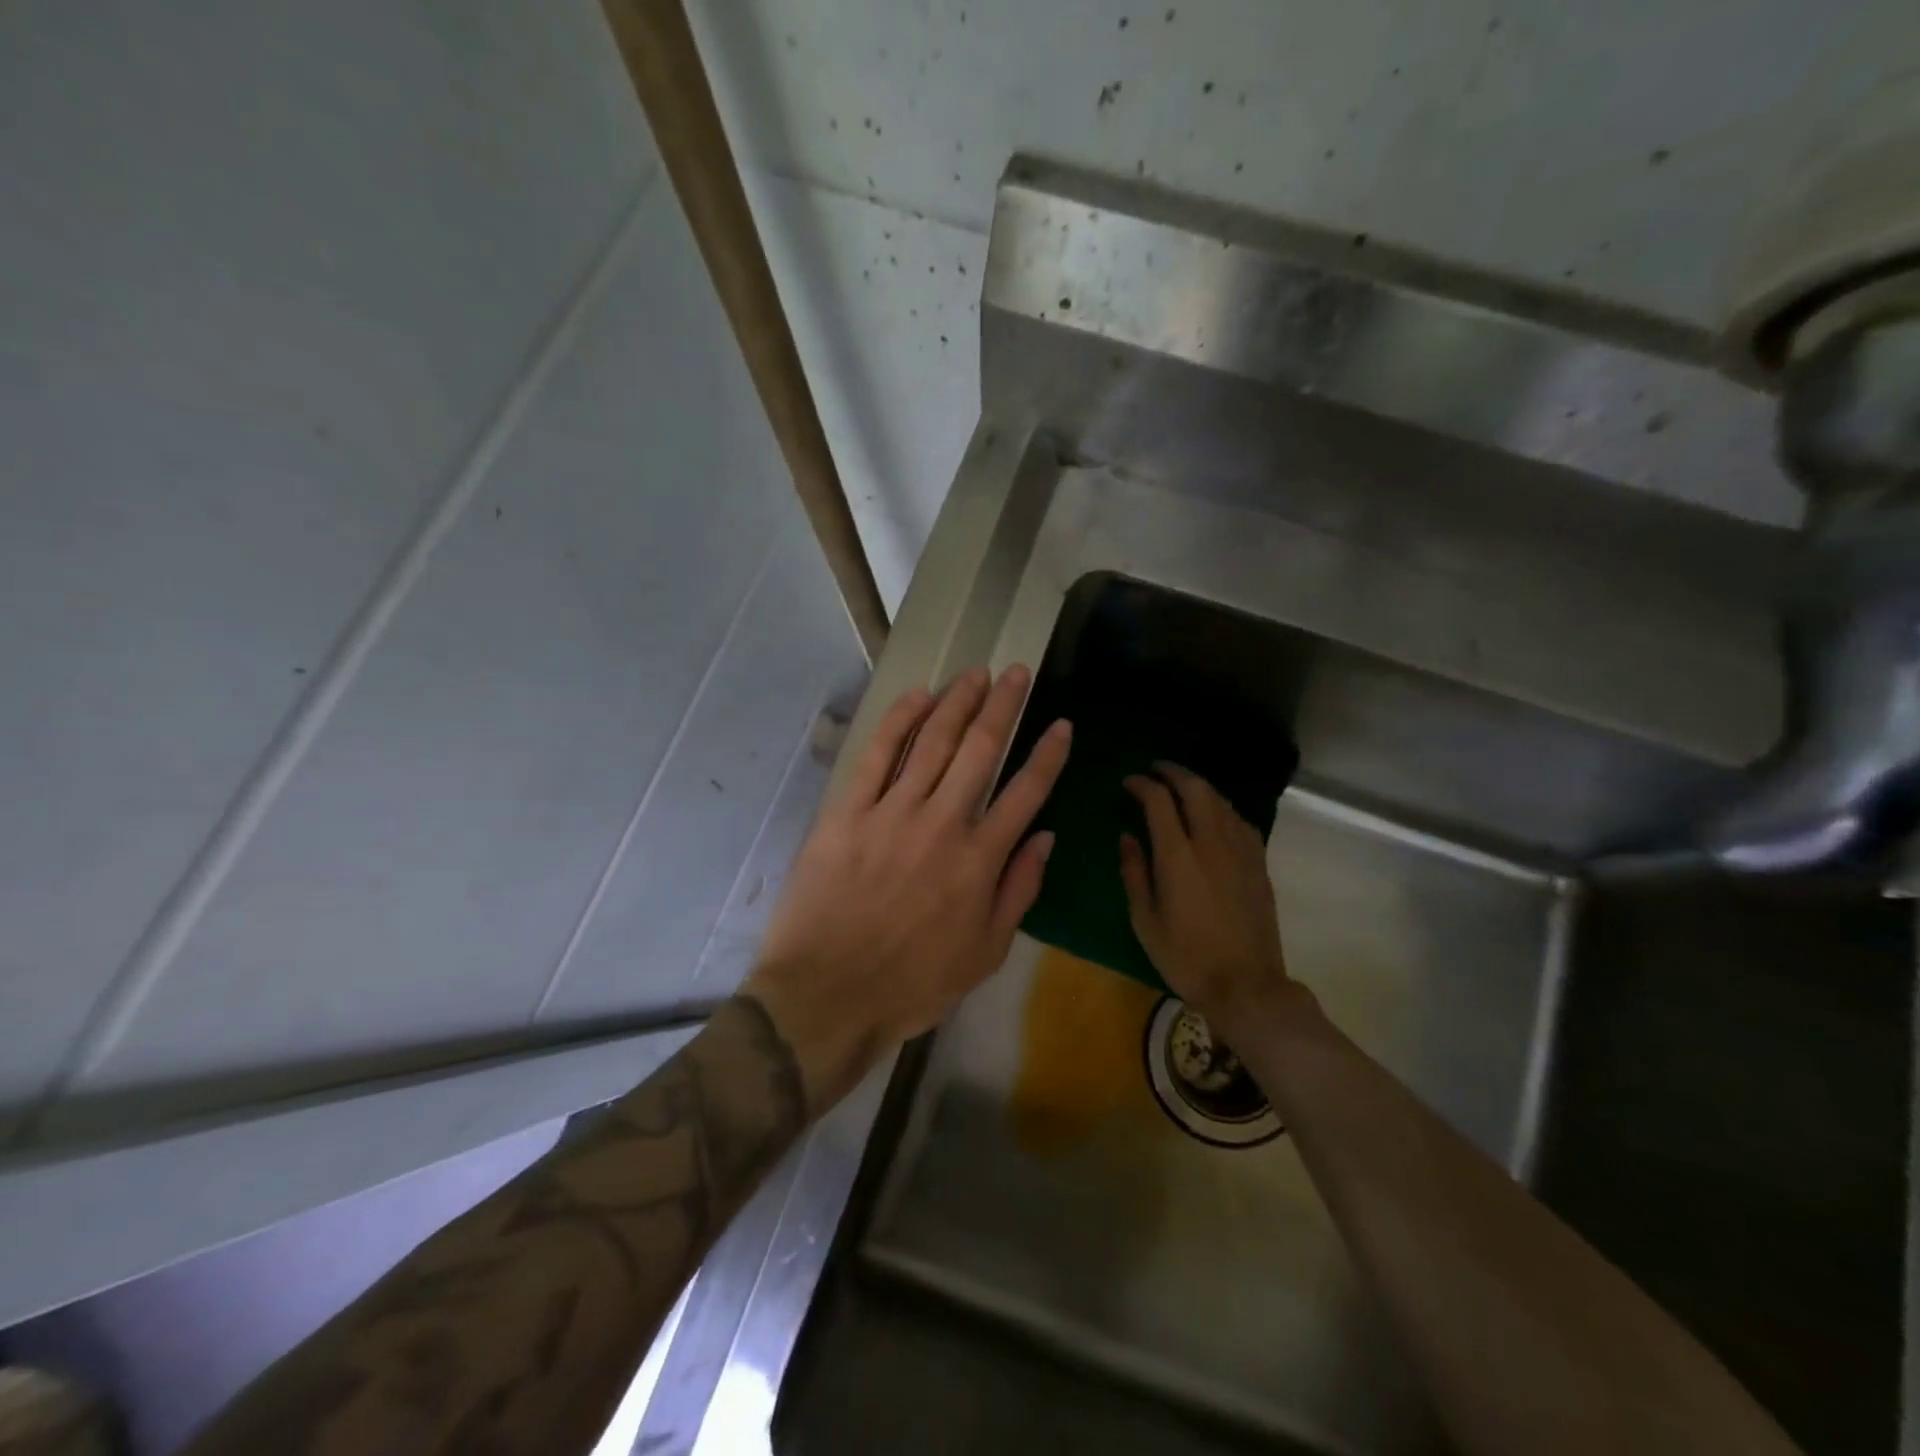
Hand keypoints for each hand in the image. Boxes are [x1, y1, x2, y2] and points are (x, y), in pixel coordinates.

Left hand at [744, 666, 1071, 1110]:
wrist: (827, 995)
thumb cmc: (912, 984)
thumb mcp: (985, 954)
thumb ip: (1019, 891)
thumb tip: (1045, 838)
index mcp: (980, 859)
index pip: (1026, 792)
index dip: (1048, 754)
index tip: (1061, 723)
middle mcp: (942, 823)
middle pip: (980, 749)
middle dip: (1003, 705)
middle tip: (1016, 671)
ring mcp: (892, 812)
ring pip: (931, 742)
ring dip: (957, 702)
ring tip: (975, 673)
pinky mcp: (848, 812)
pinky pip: (877, 755)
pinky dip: (899, 721)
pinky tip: (918, 696)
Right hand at [1118, 763, 1306, 1034]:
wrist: (1246, 986)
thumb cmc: (1186, 957)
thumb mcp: (1145, 920)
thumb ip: (1134, 872)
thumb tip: (1127, 836)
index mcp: (1178, 856)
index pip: (1159, 801)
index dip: (1142, 784)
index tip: (1129, 782)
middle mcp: (1211, 843)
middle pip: (1196, 789)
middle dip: (1174, 772)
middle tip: (1156, 769)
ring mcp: (1240, 851)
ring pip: (1221, 800)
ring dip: (1199, 786)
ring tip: (1181, 787)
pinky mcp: (1258, 863)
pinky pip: (1239, 820)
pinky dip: (1221, 808)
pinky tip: (1214, 815)